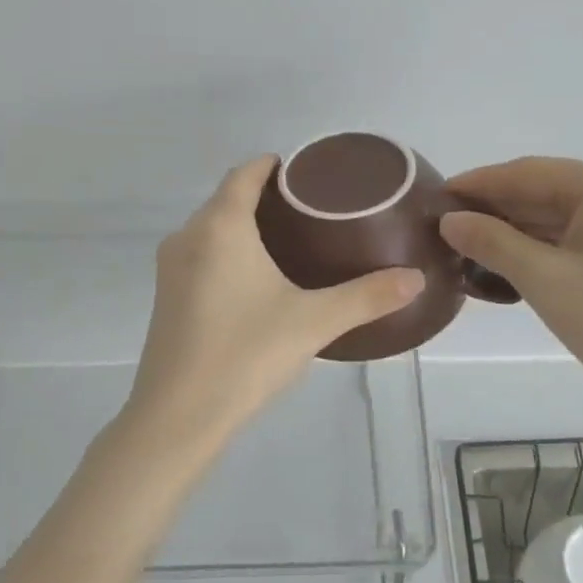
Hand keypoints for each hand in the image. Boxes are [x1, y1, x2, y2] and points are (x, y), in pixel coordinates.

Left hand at [123, 157, 424, 450]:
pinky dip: (229, 253)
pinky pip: (201, 256)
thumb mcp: (314, 322)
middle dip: (266, 197)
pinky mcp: (166, 298)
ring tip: (294, 241)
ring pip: (212, 229)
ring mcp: (170, 269)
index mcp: (220, 227)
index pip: (245, 173)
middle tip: (315, 211)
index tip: (309, 173)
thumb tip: (416, 278)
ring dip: (246, 226)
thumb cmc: (245, 354)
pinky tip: (258, 280)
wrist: (178, 416)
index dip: (274, 166)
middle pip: (228, 199)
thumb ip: (367, 296)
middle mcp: (187, 237)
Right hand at [440, 158, 582, 409]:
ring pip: (564, 212)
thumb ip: (491, 242)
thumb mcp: (543, 279)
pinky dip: (548, 242)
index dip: (478, 185)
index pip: (527, 173)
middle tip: (448, 227)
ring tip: (471, 245)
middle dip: (497, 209)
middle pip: (547, 189)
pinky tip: (513, 257)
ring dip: (520, 228)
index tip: (436, 196)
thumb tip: (450, 220)